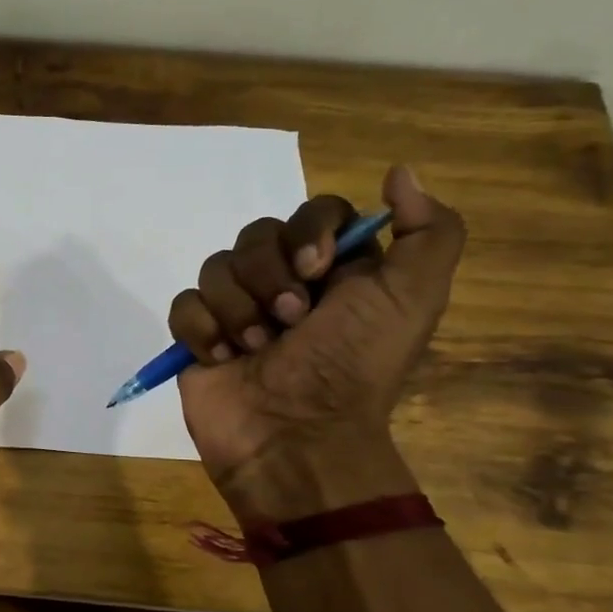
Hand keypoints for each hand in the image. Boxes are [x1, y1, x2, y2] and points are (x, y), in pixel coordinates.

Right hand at [168, 166, 463, 513]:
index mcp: (336, 273)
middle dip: (269, 277)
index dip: (308, 231)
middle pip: (256, 235)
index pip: (312, 213)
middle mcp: (284, 285)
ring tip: (256, 349)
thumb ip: (429, 232)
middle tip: (290, 320)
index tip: (316, 269)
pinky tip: (221, 359)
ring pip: (216, 267)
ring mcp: (236, 312)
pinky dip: (201, 330)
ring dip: (238, 310)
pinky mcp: (198, 339)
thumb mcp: (414, 299)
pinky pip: (183, 304)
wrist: (295, 439)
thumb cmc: (353, 368)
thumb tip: (398, 172)